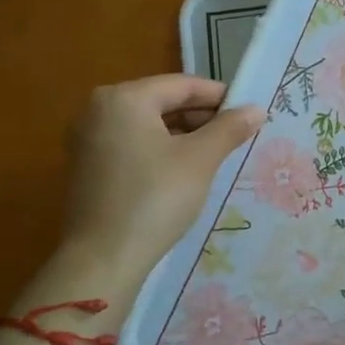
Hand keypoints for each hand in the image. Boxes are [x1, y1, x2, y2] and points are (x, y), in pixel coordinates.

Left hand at [55, 75, 263, 289]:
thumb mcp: (200, 160)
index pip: (183, 85)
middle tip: (236, 136)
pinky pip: (133, 143)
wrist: (103, 259)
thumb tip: (256, 109)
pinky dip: (161, 149)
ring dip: (184, 134)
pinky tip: (185, 171)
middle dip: (202, 117)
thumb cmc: (155, 198)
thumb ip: (229, 128)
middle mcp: (99, 109)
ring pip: (149, 124)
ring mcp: (88, 138)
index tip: (249, 114)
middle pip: (164, 101)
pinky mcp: (87, 165)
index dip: (220, 97)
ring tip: (217, 154)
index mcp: (124, 98)